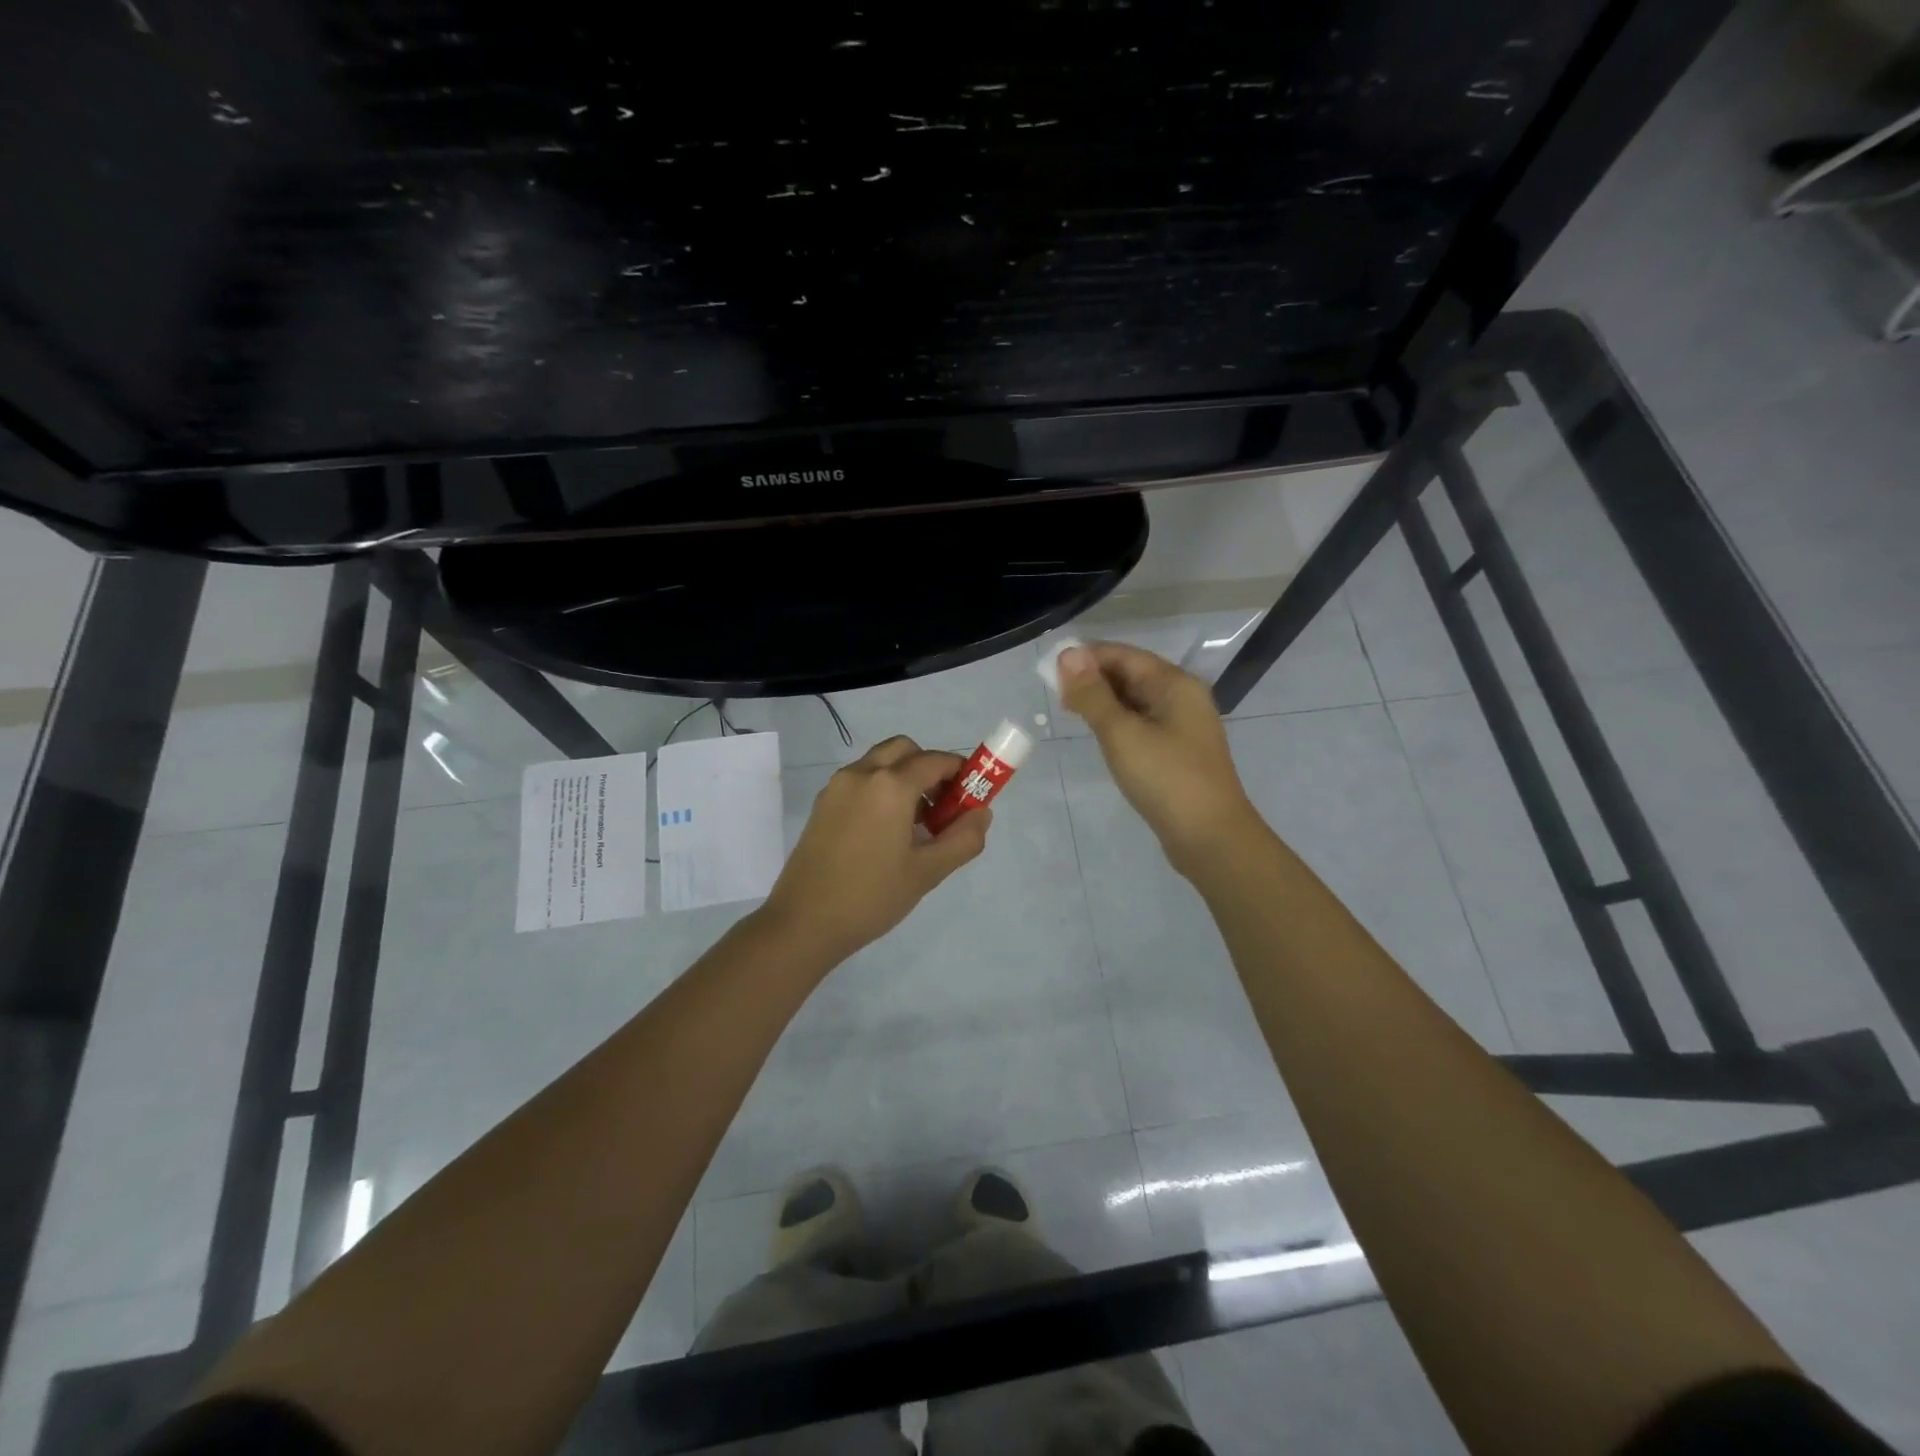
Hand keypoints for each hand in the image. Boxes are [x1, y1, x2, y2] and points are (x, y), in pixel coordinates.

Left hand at [761, 736, 992, 961]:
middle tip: (942, 805)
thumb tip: (981, 813)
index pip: (936, 761)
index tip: (973, 796)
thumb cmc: (872, 896)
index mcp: (890, 785)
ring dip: (904, 777)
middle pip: (905, 750)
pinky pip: (860, 780)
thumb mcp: (928, 872)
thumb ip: (963, 839)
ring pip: (880, 763)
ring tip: (915, 825)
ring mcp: (837, 787)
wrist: (803, 922)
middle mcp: (862, 774)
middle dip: (929, 768)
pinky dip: (881, 789)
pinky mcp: (822, 804)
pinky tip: (886, 832)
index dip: (961, 773)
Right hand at [1058, 642, 1260, 876]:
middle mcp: (1182, 697)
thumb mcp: (1122, 733)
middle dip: (1093, 679)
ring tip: (1071, 712)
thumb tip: (1068, 654)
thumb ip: (1093, 694)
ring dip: (1103, 701)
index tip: (1050, 672)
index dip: (1086, 657)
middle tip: (1056, 696)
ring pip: (1135, 700)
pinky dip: (1117, 722)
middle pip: (1131, 674)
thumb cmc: (1166, 778)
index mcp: (1174, 684)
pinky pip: (1142, 723)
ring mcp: (1182, 725)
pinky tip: (1099, 734)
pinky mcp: (1177, 751)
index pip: (1123, 655)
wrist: (1210, 837)